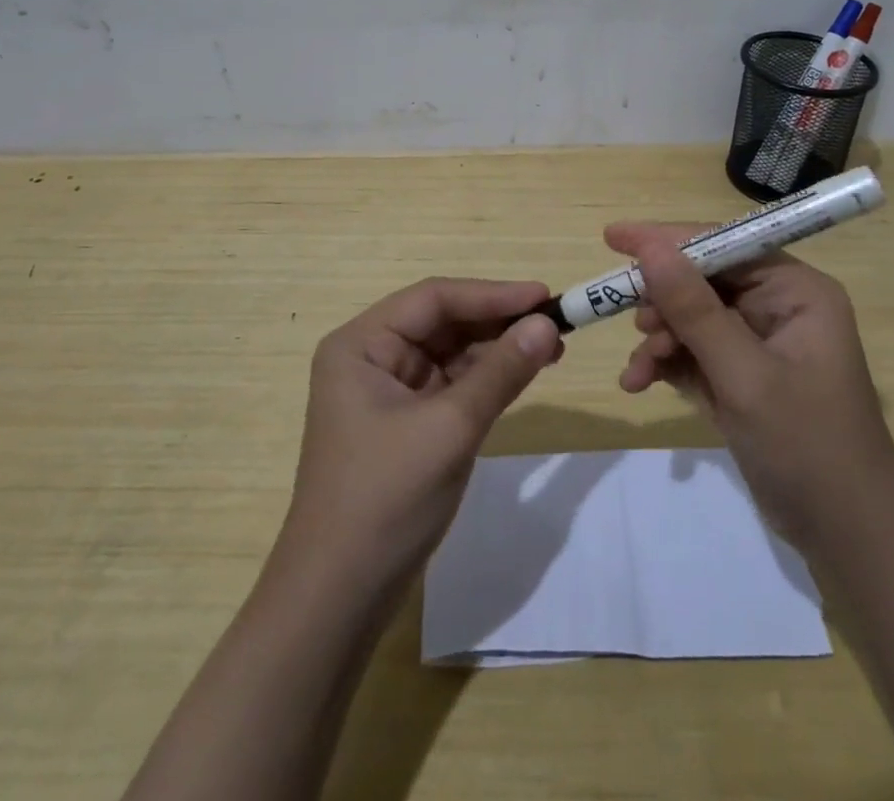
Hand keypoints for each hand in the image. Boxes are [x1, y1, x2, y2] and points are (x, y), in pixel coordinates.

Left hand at [279, 278, 562, 605]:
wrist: (339, 599)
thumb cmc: (385, 499)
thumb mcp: (450, 429)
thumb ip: (500, 372)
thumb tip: (548, 324)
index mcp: (361, 345)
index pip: (434, 299)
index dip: (492, 294)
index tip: (544, 296)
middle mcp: (371, 358)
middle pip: (442, 322)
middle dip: (497, 322)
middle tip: (555, 324)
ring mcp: (387, 392)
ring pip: (450, 353)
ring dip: (497, 350)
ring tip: (551, 348)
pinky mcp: (405, 423)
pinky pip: (451, 385)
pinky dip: (486, 379)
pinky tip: (522, 375)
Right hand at [610, 223, 893, 545]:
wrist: (848, 539)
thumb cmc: (807, 447)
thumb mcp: (745, 376)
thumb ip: (695, 310)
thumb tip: (650, 248)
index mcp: (795, 292)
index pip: (724, 244)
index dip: (668, 239)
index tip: (614, 238)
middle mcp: (779, 307)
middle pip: (703, 281)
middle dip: (662, 302)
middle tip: (629, 321)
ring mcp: (759, 343)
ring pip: (692, 318)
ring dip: (659, 339)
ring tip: (639, 371)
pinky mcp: (743, 377)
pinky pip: (693, 352)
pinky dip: (666, 364)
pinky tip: (640, 383)